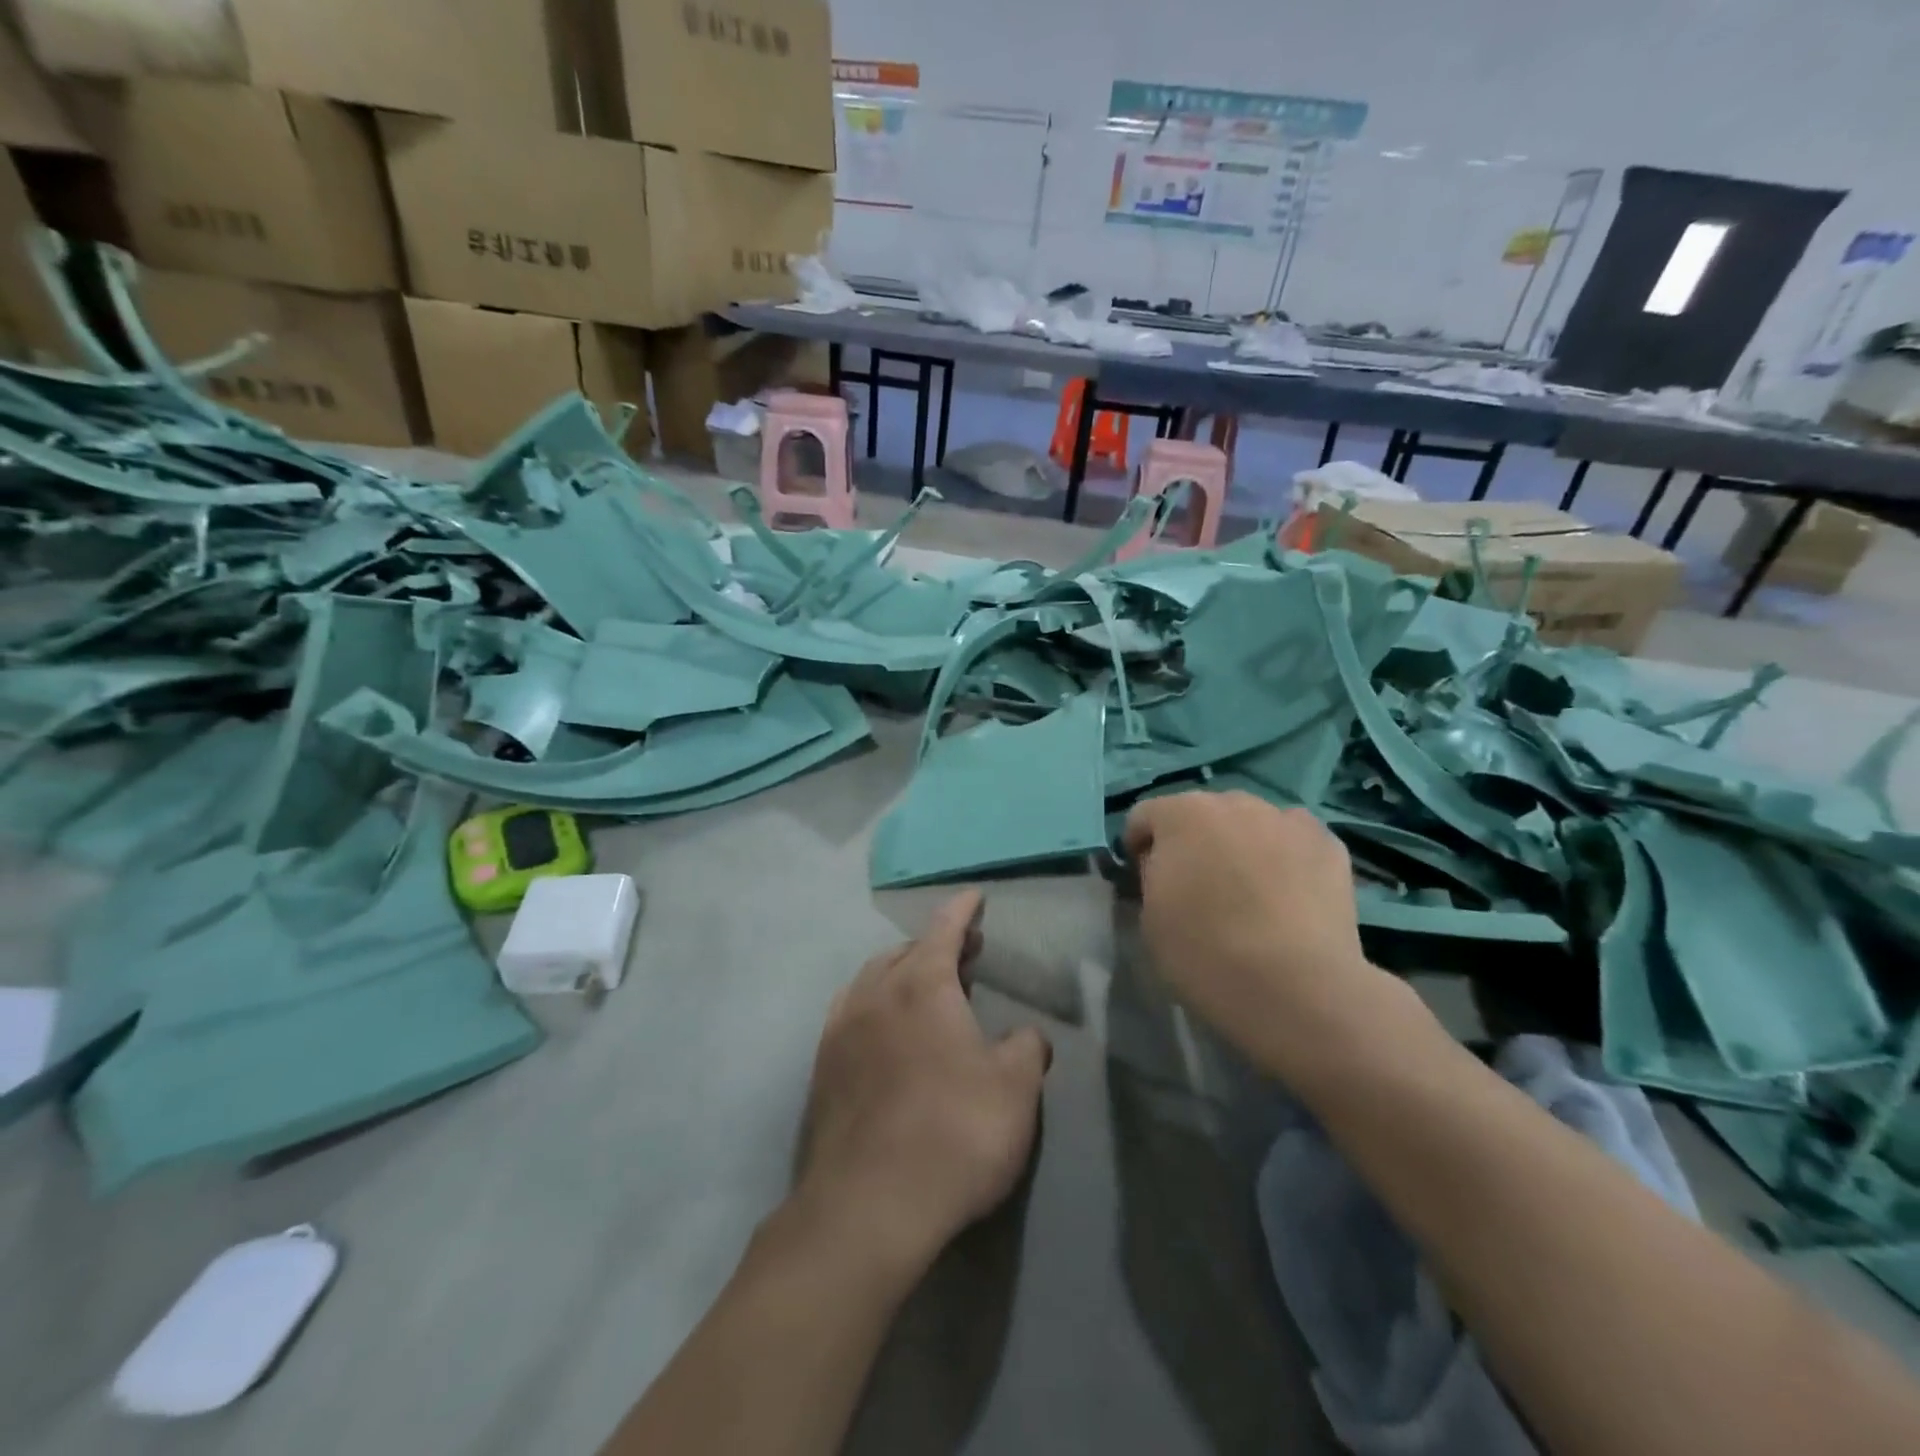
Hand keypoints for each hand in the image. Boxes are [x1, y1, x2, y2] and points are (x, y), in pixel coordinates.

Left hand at [794, 890, 1050, 1281]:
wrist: (869, 1207)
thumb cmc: (954, 1133)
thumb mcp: (1015, 1089)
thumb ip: (1027, 1049)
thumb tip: (1027, 1037)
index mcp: (921, 985)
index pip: (944, 929)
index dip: (963, 909)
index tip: (975, 895)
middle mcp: (874, 994)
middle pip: (905, 952)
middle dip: (936, 945)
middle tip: (966, 954)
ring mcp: (841, 1030)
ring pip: (872, 980)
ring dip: (901, 973)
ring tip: (926, 989)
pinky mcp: (823, 1069)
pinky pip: (851, 1014)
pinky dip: (876, 1005)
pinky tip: (887, 1031)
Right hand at [1122, 791, 1397, 1077]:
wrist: (1296, 987)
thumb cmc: (1205, 953)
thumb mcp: (1150, 917)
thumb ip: (1153, 876)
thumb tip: (1166, 867)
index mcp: (1180, 815)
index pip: (1144, 816)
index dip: (1139, 848)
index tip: (1144, 883)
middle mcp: (1233, 802)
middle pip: (1202, 813)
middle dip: (1194, 841)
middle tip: (1199, 888)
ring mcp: (1286, 819)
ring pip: (1251, 823)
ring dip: (1241, 844)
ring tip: (1250, 892)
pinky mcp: (1329, 844)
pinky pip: (1293, 840)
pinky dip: (1285, 857)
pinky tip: (1289, 895)